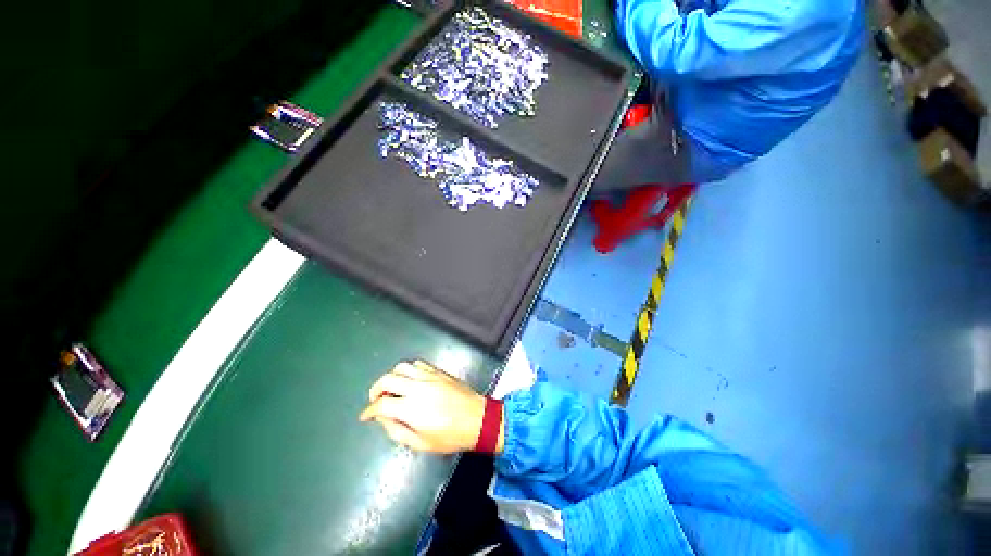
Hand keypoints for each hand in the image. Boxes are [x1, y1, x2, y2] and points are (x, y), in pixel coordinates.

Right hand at [359, 360, 499, 453]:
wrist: (478, 418)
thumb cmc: (450, 436)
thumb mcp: (421, 443)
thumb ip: (398, 431)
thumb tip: (384, 419)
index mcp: (411, 408)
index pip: (382, 405)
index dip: (369, 411)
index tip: (365, 416)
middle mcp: (418, 387)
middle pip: (388, 379)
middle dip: (376, 389)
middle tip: (376, 400)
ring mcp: (429, 376)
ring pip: (402, 367)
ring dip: (392, 377)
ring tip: (392, 389)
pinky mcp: (439, 372)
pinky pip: (418, 364)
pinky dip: (409, 370)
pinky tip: (410, 380)